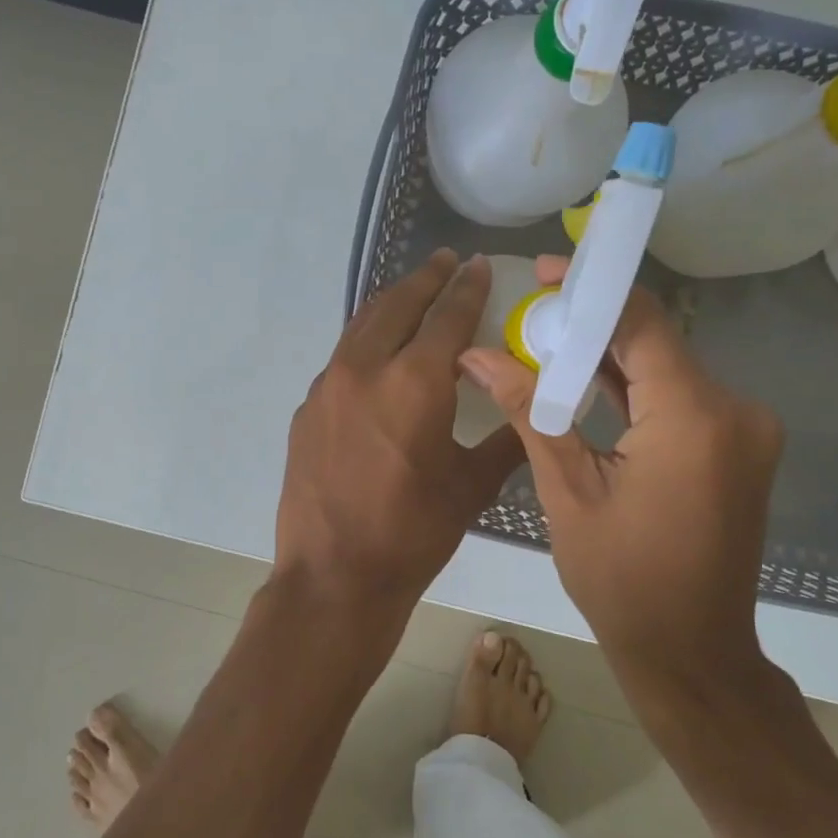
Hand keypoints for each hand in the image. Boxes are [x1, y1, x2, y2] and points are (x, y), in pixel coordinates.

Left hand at [274, 250, 525, 649]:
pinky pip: (342, 358)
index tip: (479, 265)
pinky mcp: (307, 408)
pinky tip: (378, 355)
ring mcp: (328, 386)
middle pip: (398, 304)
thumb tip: (530, 412)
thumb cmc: (412, 533)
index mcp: (415, 382)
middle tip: (446, 263)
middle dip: (426, 279)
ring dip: (391, 304)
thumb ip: (505, 439)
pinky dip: (366, 342)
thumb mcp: (471, 486)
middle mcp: (366, 368)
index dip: (468, 287)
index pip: (448, 316)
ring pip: (362, 326)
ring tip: (412, 295)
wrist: (334, 575)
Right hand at [459, 256, 782, 687]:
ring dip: (609, 357)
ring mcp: (743, 430)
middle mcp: (735, 411)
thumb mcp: (567, 491)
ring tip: (544, 346)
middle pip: (654, 341)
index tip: (542, 274)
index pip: (641, 322)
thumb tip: (475, 355)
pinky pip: (678, 399)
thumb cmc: (622, 580)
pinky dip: (633, 389)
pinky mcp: (735, 448)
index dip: (591, 290)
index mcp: (694, 417)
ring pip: (666, 369)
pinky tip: (584, 383)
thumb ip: (528, 411)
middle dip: (591, 325)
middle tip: (529, 315)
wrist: (690, 652)